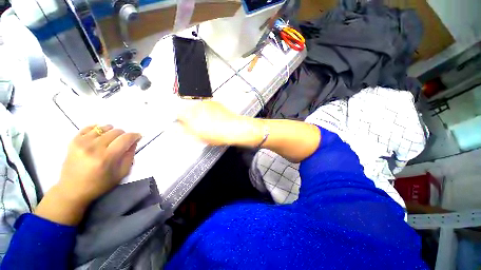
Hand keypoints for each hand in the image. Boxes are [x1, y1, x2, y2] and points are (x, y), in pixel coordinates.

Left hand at [35, 125, 140, 224]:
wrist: (71, 190)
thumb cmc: (99, 184)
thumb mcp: (121, 173)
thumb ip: (130, 156)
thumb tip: (134, 142)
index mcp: (107, 158)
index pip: (126, 138)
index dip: (135, 135)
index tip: (138, 137)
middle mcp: (94, 147)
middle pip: (116, 131)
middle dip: (124, 135)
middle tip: (123, 142)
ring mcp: (81, 143)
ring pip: (104, 127)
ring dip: (111, 131)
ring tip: (111, 139)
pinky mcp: (73, 141)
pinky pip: (89, 127)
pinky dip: (98, 129)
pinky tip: (100, 135)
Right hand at [177, 101, 241, 144]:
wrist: (233, 128)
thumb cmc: (218, 134)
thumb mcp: (198, 136)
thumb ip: (185, 131)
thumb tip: (177, 128)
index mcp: (191, 115)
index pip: (178, 113)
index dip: (181, 119)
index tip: (185, 124)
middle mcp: (197, 106)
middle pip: (188, 109)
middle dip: (191, 116)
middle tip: (198, 124)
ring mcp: (206, 103)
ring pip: (198, 107)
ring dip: (199, 113)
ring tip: (208, 121)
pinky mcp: (214, 102)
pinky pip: (207, 106)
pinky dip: (208, 110)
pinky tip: (213, 117)